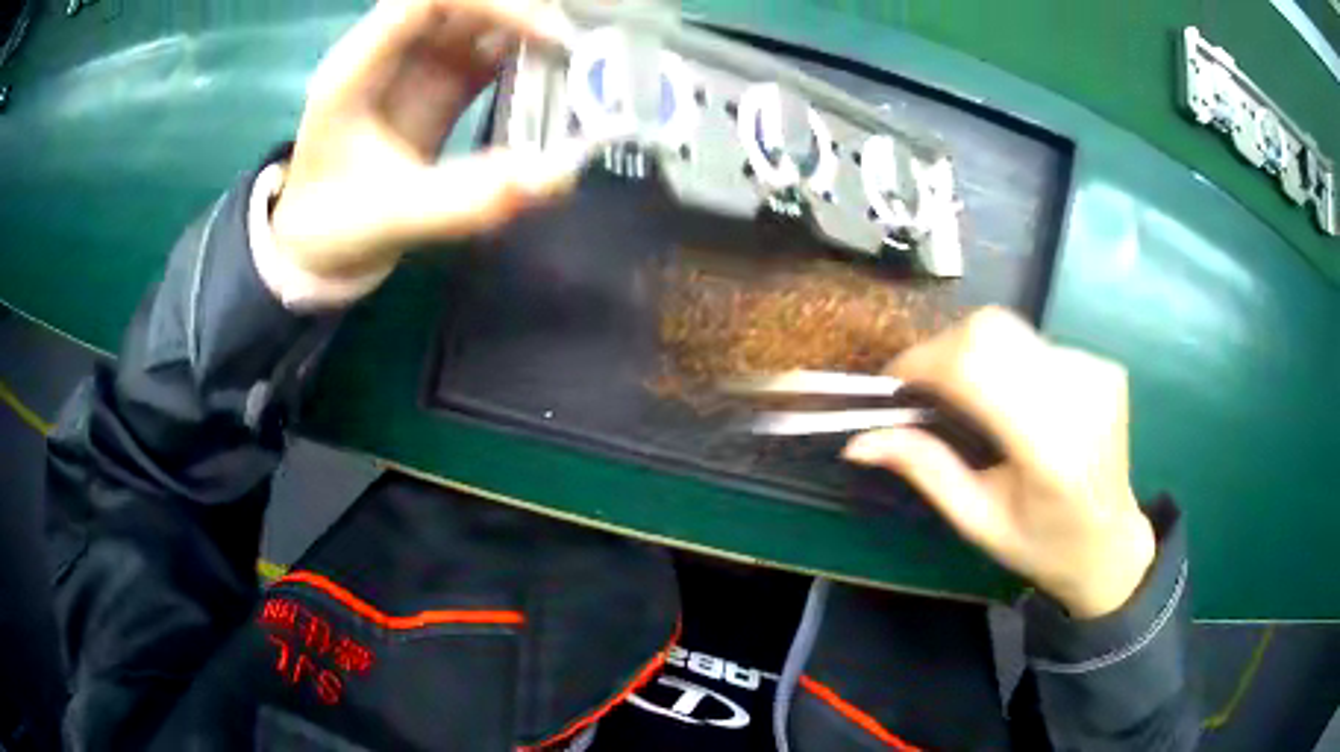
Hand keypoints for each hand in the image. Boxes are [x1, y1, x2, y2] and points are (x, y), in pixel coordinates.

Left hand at [271, 0, 587, 279]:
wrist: (319, 244)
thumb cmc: (335, 229)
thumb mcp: (393, 220)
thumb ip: (465, 201)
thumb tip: (556, 177)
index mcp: (357, 68)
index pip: (426, 1)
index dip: (492, 3)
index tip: (549, 33)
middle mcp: (390, 51)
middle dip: (522, 5)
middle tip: (582, 27)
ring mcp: (417, 63)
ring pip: (481, 15)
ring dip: (532, 20)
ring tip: (585, 44)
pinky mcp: (440, 81)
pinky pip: (491, 46)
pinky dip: (529, 49)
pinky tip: (567, 65)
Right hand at [842, 308, 1154, 618]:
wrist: (1111, 544)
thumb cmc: (1042, 544)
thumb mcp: (977, 521)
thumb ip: (924, 470)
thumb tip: (858, 440)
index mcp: (1050, 449)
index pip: (975, 367)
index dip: (923, 362)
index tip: (893, 385)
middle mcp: (1079, 395)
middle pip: (991, 330)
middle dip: (942, 350)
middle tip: (924, 390)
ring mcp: (1095, 372)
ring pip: (1010, 329)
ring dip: (972, 353)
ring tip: (966, 397)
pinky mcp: (1102, 364)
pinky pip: (1035, 341)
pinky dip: (1006, 361)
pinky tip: (1012, 399)